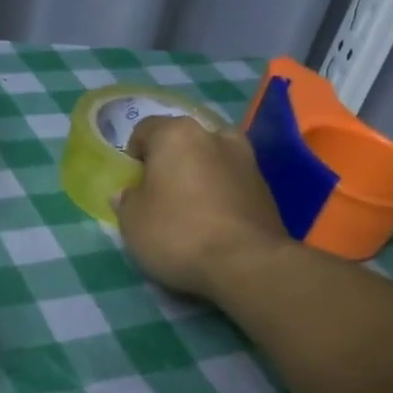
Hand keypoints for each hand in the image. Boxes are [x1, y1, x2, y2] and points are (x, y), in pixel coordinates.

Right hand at [113, 115, 292, 300]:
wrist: (246, 263)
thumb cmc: (178, 234)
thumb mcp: (132, 222)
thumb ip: (127, 201)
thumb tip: (129, 193)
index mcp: (176, 134)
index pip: (145, 129)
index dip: (133, 154)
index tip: (132, 182)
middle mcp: (214, 135)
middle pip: (183, 141)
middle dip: (170, 161)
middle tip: (160, 193)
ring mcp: (246, 159)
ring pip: (212, 158)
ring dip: (199, 174)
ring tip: (190, 206)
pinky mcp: (265, 187)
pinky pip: (232, 181)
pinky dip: (220, 192)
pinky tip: (214, 220)